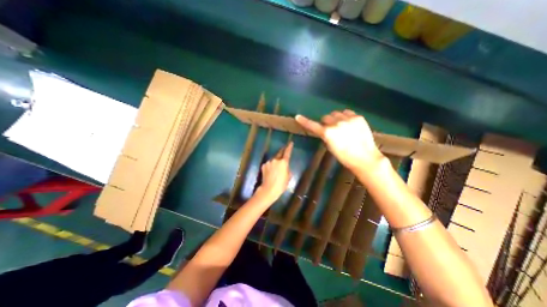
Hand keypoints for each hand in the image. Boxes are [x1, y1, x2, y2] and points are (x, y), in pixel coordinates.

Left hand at [259, 141, 292, 201]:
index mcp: (283, 162)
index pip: (287, 152)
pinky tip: (271, 172)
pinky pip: (269, 164)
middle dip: (282, 151)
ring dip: (275, 161)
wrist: (269, 189)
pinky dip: (270, 166)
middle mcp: (276, 160)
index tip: (291, 143)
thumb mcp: (288, 177)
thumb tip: (285, 167)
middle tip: (284, 150)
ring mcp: (269, 162)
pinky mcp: (264, 165)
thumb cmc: (281, 184)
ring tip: (276, 168)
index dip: (289, 147)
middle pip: (279, 153)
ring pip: (273, 159)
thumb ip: (287, 169)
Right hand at [297, 109, 381, 169]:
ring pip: (336, 113)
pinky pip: (347, 112)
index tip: (298, 117)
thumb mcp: (330, 147)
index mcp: (328, 133)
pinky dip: (345, 117)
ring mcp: (348, 119)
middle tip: (331, 129)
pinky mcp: (358, 117)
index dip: (304, 121)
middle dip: (326, 122)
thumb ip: (326, 136)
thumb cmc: (344, 157)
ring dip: (336, 119)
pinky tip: (349, 124)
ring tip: (342, 126)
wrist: (364, 157)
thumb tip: (325, 130)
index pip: (313, 125)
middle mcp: (336, 123)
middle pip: (326, 117)